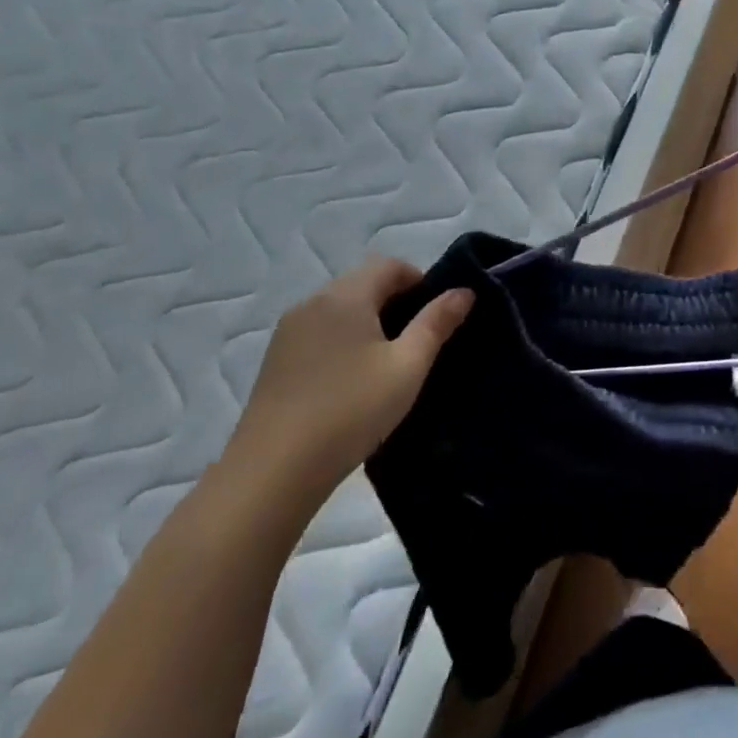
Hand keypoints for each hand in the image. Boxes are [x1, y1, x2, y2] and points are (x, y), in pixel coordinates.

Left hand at [218, 259, 472, 516]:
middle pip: (363, 284)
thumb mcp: (408, 366)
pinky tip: (354, 382)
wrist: (273, 472)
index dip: (421, 280)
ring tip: (390, 364)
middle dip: (397, 302)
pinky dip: (345, 342)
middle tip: (420, 342)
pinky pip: (321, 334)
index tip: (439, 315)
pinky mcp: (275, 362)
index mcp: (345, 296)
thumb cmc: (351, 410)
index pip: (389, 265)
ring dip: (370, 323)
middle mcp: (312, 303)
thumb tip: (464, 291)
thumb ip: (436, 323)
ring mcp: (288, 333)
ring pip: (341, 310)